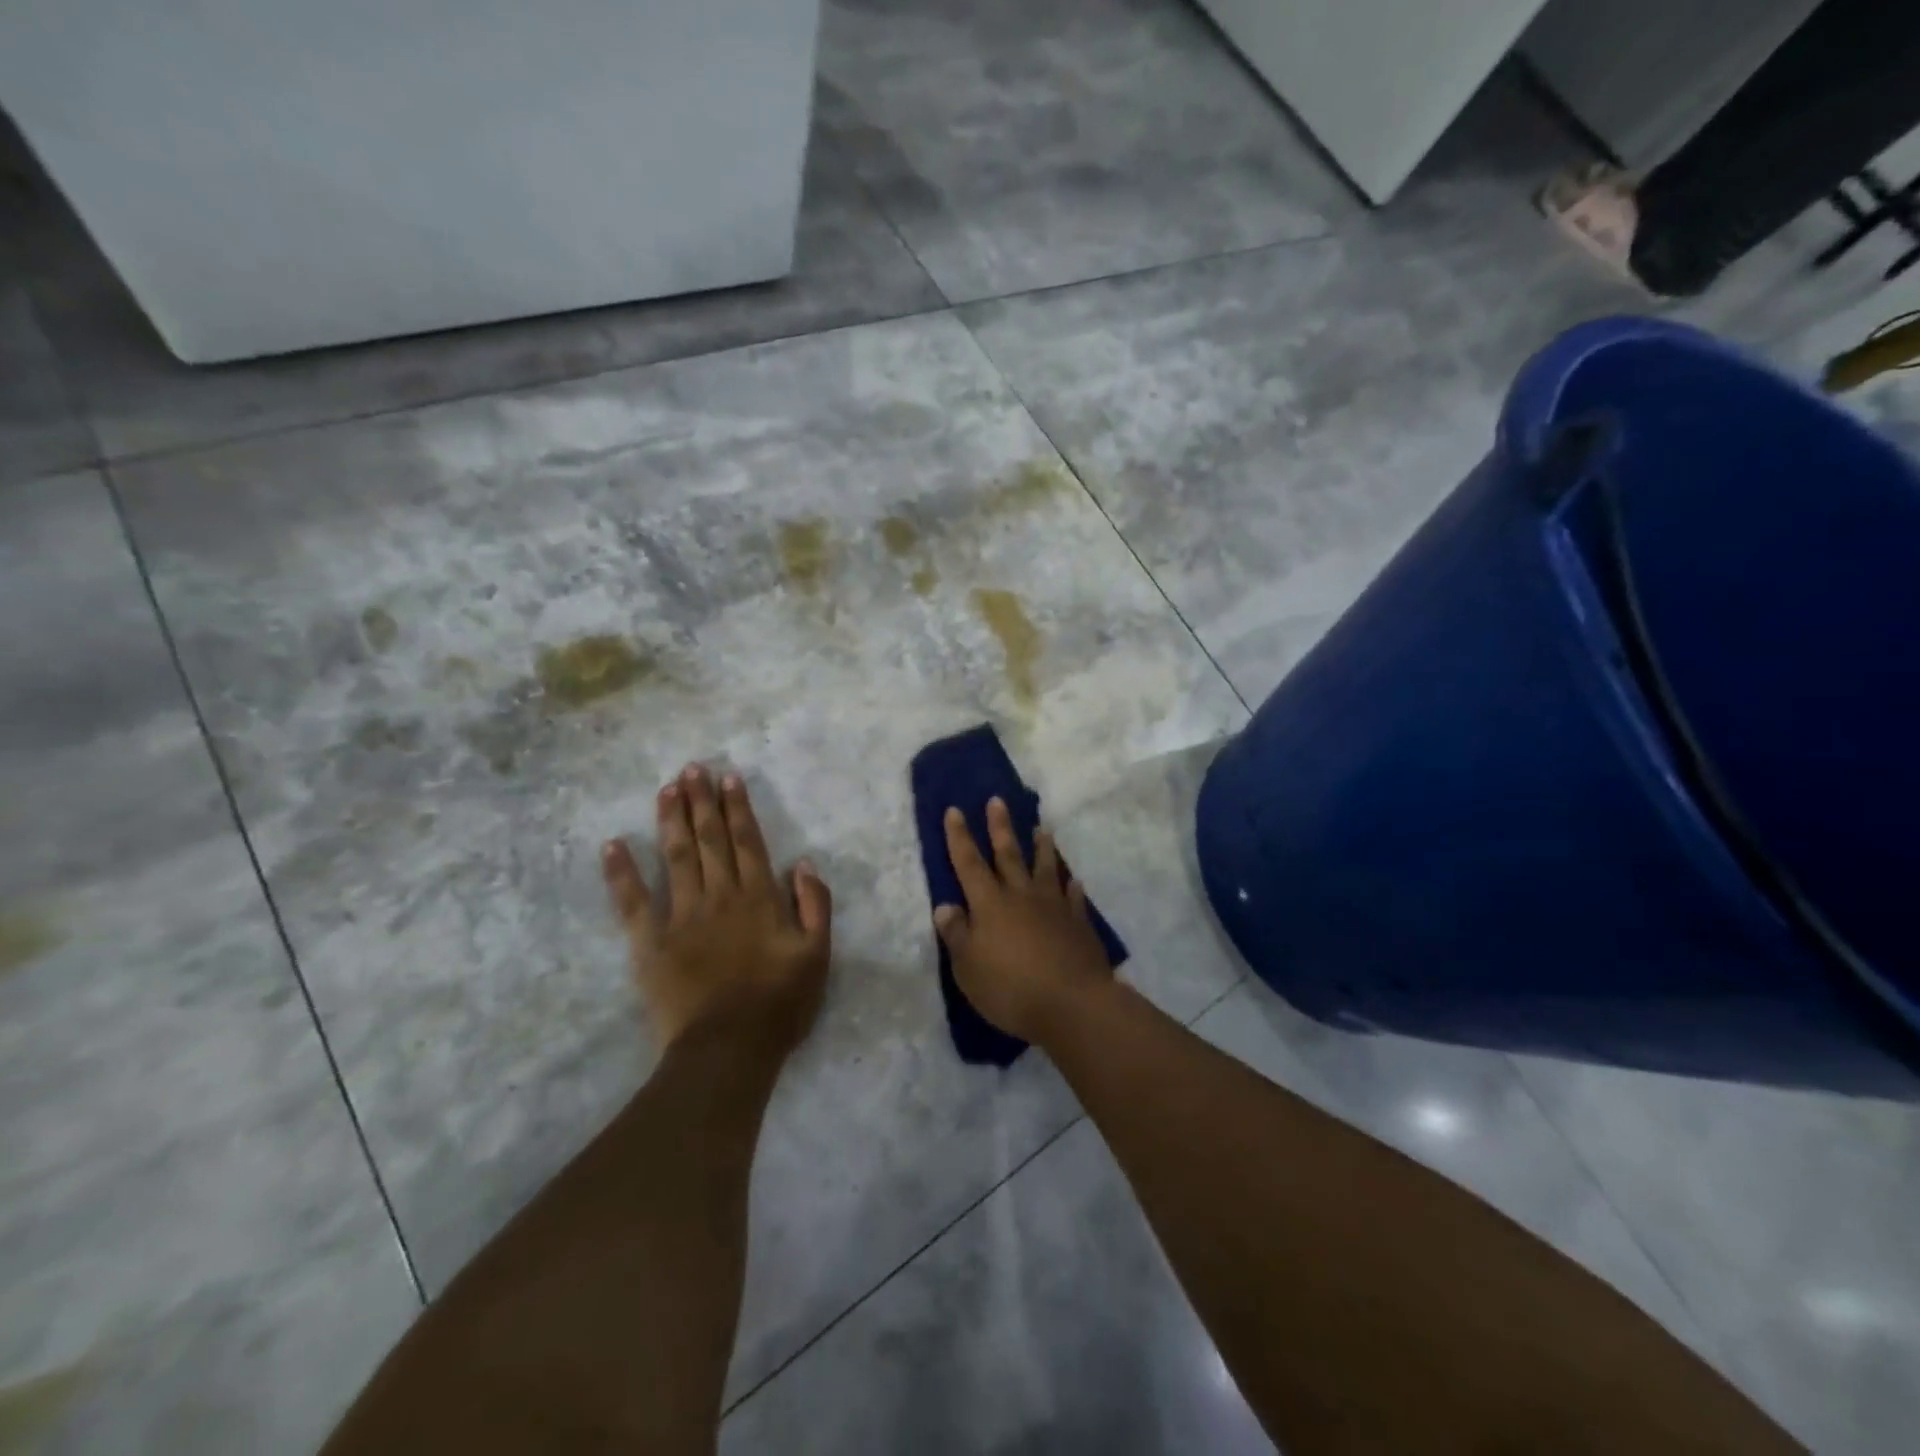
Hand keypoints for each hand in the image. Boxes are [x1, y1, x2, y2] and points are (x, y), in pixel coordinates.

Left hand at [603, 764, 831, 1056]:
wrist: (728, 1048)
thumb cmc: (779, 1003)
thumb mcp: (817, 954)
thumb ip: (815, 905)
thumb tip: (803, 863)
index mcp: (758, 898)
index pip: (748, 842)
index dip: (738, 808)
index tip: (728, 778)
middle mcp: (719, 895)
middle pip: (710, 840)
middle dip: (702, 801)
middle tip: (693, 768)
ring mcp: (681, 916)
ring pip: (675, 856)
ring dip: (670, 819)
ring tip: (666, 788)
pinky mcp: (650, 942)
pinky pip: (632, 901)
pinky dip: (622, 872)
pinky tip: (612, 844)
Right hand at [934, 797, 1113, 1045]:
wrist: (1073, 1003)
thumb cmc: (1012, 989)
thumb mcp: (968, 968)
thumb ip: (957, 935)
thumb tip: (944, 905)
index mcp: (990, 904)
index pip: (969, 864)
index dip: (960, 837)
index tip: (955, 810)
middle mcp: (1021, 896)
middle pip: (1008, 855)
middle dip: (1000, 827)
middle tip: (998, 800)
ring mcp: (1053, 907)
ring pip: (1045, 868)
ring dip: (1041, 847)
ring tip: (1041, 828)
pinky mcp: (1078, 923)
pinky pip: (1073, 897)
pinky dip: (1071, 886)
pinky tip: (1074, 880)